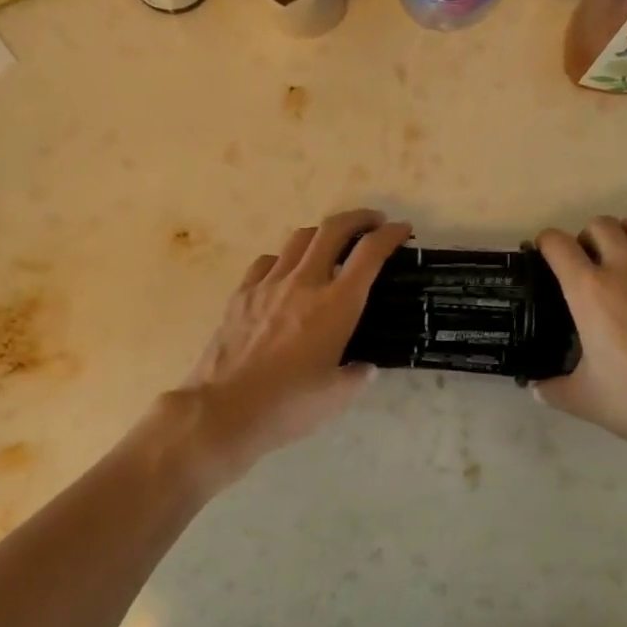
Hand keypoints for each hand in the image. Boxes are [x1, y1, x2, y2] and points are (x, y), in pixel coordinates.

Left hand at [171, 210, 410, 475]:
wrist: (224, 409)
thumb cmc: (288, 405)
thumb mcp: (337, 397)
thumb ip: (358, 376)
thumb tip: (364, 367)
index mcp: (336, 305)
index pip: (369, 254)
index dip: (390, 235)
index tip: (402, 229)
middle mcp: (304, 283)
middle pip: (333, 230)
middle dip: (358, 218)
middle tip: (373, 222)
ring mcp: (268, 285)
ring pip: (298, 239)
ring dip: (322, 234)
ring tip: (331, 245)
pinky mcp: (241, 294)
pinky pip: (267, 262)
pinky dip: (284, 258)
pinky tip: (286, 273)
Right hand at [535, 212, 626, 467]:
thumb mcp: (583, 399)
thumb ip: (552, 389)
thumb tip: (536, 388)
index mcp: (589, 291)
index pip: (557, 244)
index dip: (545, 244)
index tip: (545, 256)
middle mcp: (626, 267)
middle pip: (600, 224)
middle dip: (587, 238)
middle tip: (589, 264)